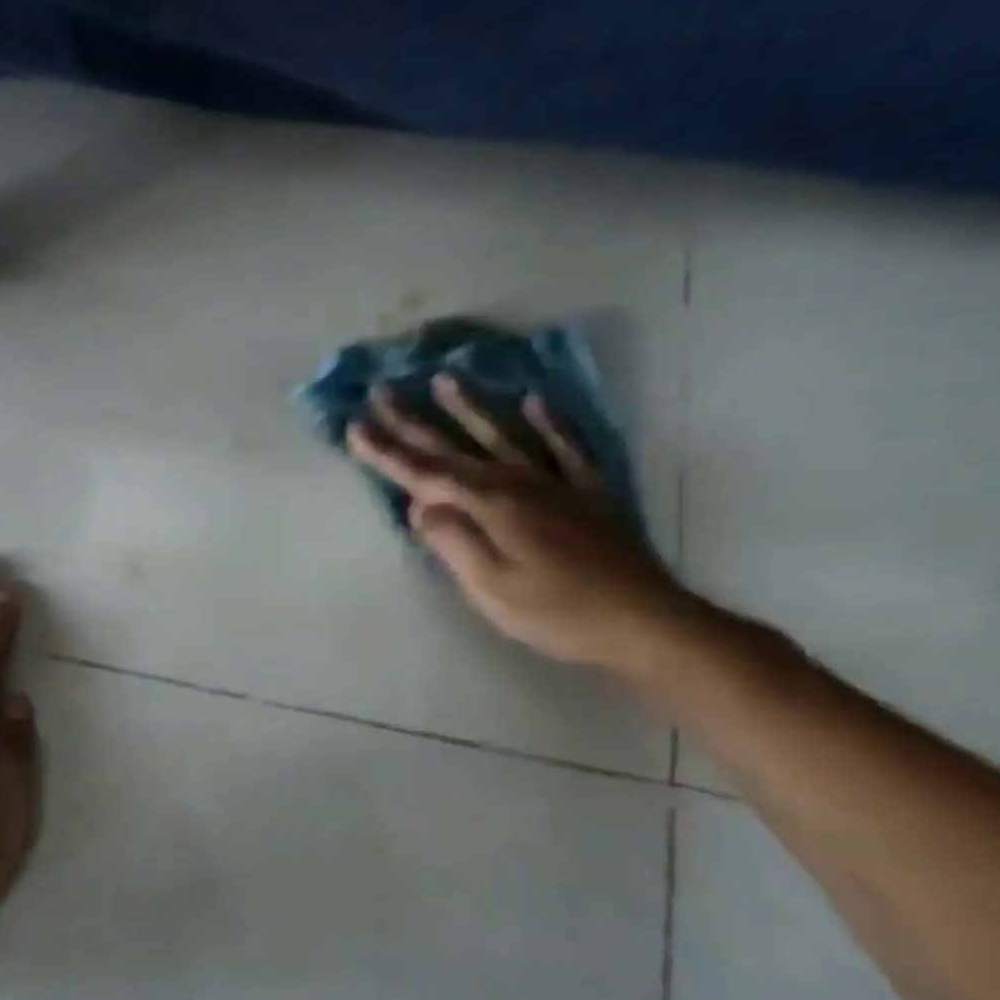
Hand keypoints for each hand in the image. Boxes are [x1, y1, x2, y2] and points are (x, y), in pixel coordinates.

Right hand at [346, 375, 692, 670]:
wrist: (646, 622)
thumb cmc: (557, 612)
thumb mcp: (491, 588)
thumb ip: (453, 542)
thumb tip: (419, 505)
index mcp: (489, 505)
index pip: (424, 473)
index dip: (386, 451)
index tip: (353, 427)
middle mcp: (517, 482)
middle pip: (454, 447)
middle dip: (413, 421)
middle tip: (381, 390)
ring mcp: (555, 483)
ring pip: (504, 435)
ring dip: (471, 407)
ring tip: (445, 377)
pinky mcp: (587, 493)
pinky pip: (566, 447)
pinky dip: (550, 423)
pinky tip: (535, 401)